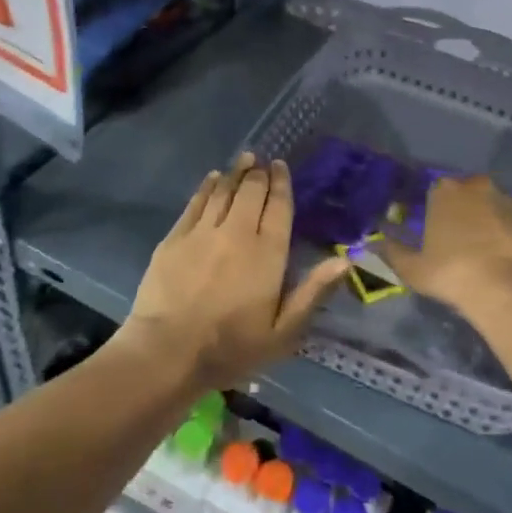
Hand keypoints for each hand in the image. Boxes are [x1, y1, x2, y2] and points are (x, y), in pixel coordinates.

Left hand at [123, 154, 350, 389]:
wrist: (167, 352)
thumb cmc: (231, 348)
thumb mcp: (283, 332)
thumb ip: (313, 292)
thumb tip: (345, 260)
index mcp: (268, 253)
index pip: (279, 207)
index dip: (281, 183)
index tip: (281, 166)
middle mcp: (237, 233)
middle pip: (251, 192)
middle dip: (258, 173)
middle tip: (261, 161)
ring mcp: (202, 232)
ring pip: (223, 192)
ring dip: (235, 173)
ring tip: (243, 160)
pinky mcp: (175, 238)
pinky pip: (195, 203)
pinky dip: (207, 187)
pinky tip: (212, 179)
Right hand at [378, 174, 511, 310]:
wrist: (506, 289)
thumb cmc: (451, 273)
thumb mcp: (411, 268)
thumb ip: (392, 251)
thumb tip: (374, 243)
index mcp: (445, 192)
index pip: (437, 192)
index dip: (437, 211)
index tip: (436, 232)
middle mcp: (479, 187)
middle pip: (469, 194)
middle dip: (465, 211)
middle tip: (462, 241)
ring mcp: (511, 200)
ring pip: (496, 207)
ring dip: (491, 222)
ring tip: (489, 253)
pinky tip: (511, 259)